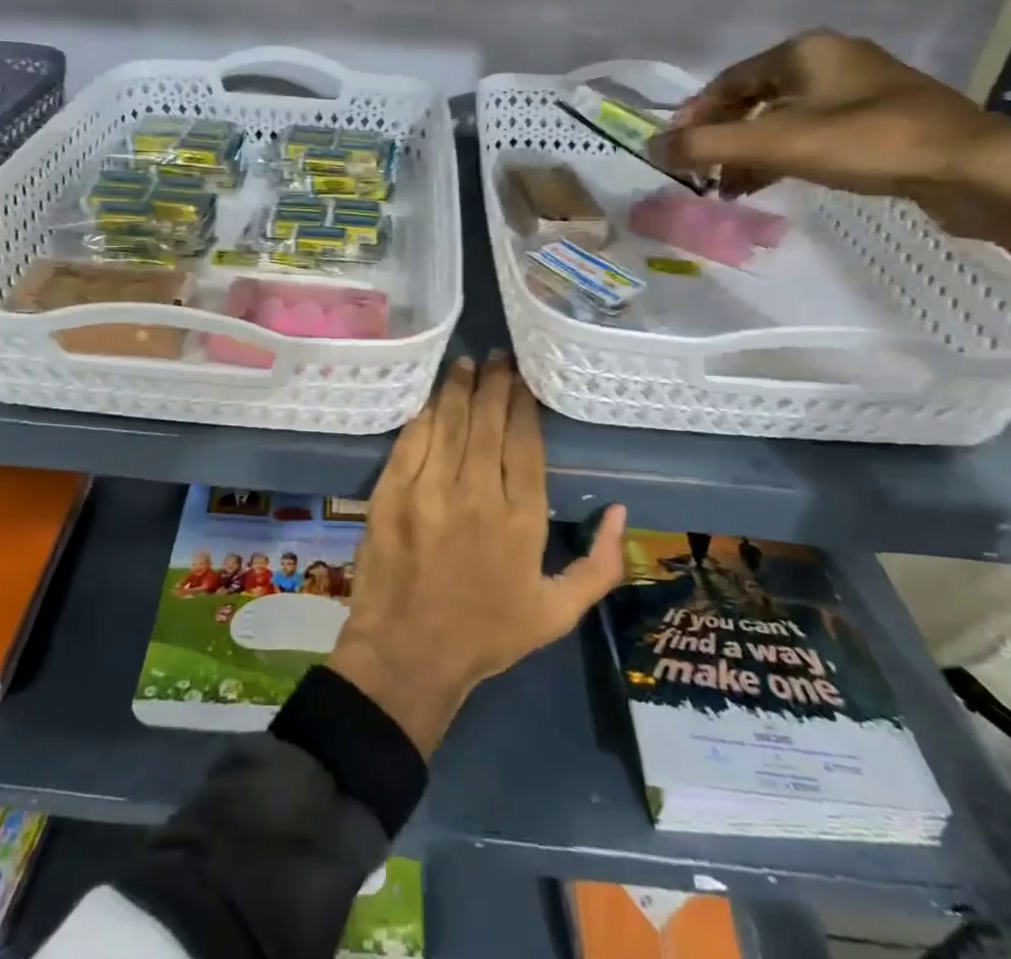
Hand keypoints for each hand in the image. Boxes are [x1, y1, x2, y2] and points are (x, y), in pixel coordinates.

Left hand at [327, 354, 626, 757]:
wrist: (408, 655)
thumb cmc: (486, 634)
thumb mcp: (557, 613)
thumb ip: (599, 565)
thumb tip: (619, 511)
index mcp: (521, 520)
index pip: (525, 442)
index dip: (524, 404)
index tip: (524, 379)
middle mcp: (477, 494)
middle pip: (488, 422)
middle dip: (494, 383)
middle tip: (498, 356)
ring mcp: (429, 490)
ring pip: (449, 422)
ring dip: (459, 388)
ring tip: (467, 364)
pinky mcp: (391, 492)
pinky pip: (411, 440)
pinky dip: (424, 415)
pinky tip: (432, 399)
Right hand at [648, 30, 1010, 260]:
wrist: (973, 169)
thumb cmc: (868, 143)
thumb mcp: (776, 144)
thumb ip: (707, 145)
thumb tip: (650, 147)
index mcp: (803, 52)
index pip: (727, 82)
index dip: (694, 116)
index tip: (673, 150)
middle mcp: (828, 61)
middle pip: (751, 100)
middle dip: (721, 139)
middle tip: (698, 173)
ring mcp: (856, 90)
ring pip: (780, 119)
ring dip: (747, 152)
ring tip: (726, 188)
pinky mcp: (876, 120)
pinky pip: (808, 133)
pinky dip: (780, 157)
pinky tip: (766, 184)